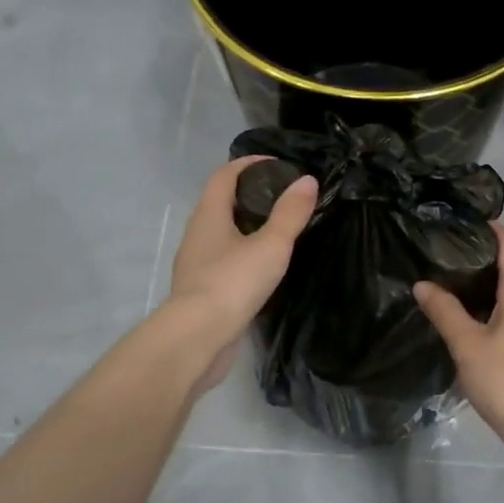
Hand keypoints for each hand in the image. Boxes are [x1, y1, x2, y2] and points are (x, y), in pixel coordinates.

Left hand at [167, 156, 317, 392]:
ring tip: (278, 229)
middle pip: (221, 201)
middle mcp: (197, 234)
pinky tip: (263, 265)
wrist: (198, 338)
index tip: (278, 164)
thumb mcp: (271, 246)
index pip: (225, 175)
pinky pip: (224, 259)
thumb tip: (307, 180)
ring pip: (222, 232)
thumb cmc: (233, 283)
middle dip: (250, 193)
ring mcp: (196, 263)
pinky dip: (243, 252)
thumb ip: (290, 214)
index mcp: (209, 215)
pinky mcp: (202, 289)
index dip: (249, 163)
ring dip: (246, 225)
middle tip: (284, 197)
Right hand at [414, 224, 503, 464]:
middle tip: (443, 255)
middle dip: (480, 258)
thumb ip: (445, 311)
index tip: (461, 221)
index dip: (490, 227)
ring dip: (484, 289)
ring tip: (449, 287)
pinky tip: (467, 325)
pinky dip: (491, 312)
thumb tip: (423, 284)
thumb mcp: (468, 344)